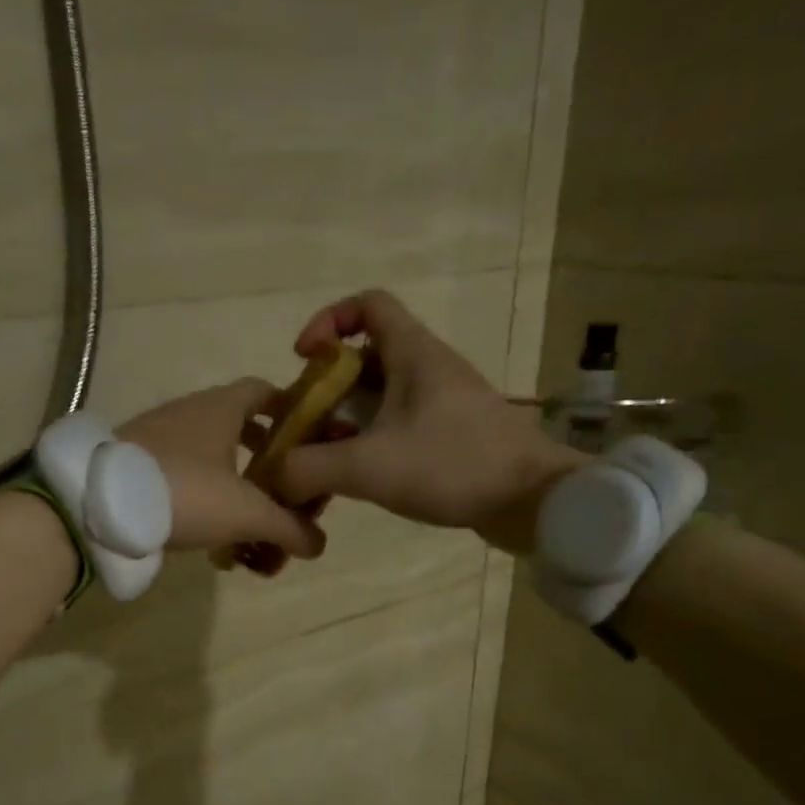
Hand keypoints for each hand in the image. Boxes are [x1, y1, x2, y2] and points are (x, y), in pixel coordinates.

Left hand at [119, 380, 326, 559]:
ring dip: (236, 485)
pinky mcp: (137, 464)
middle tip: (284, 491)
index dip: (291, 409)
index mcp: (221, 408)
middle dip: (267, 461)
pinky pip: (183, 474)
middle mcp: (190, 412)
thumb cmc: (185, 492)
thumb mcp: (247, 513)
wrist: (98, 505)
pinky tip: (209, 532)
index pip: (265, 391)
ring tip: (249, 523)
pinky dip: (204, 496)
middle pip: (241, 427)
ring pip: (211, 456)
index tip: (309, 438)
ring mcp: (159, 436)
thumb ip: (288, 528)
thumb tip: (318, 545)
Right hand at [270, 290, 583, 554]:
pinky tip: (360, 475)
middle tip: (306, 422)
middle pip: (367, 355)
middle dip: (329, 385)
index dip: (328, 320)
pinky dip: (373, 439)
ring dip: (349, 417)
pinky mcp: (453, 434)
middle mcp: (429, 368)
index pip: (368, 304)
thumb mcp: (369, 467)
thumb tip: (273, 476)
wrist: (532, 499)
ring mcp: (444, 402)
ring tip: (325, 454)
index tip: (303, 359)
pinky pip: (401, 423)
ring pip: (383, 394)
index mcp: (413, 354)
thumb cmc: (452, 466)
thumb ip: (311, 469)